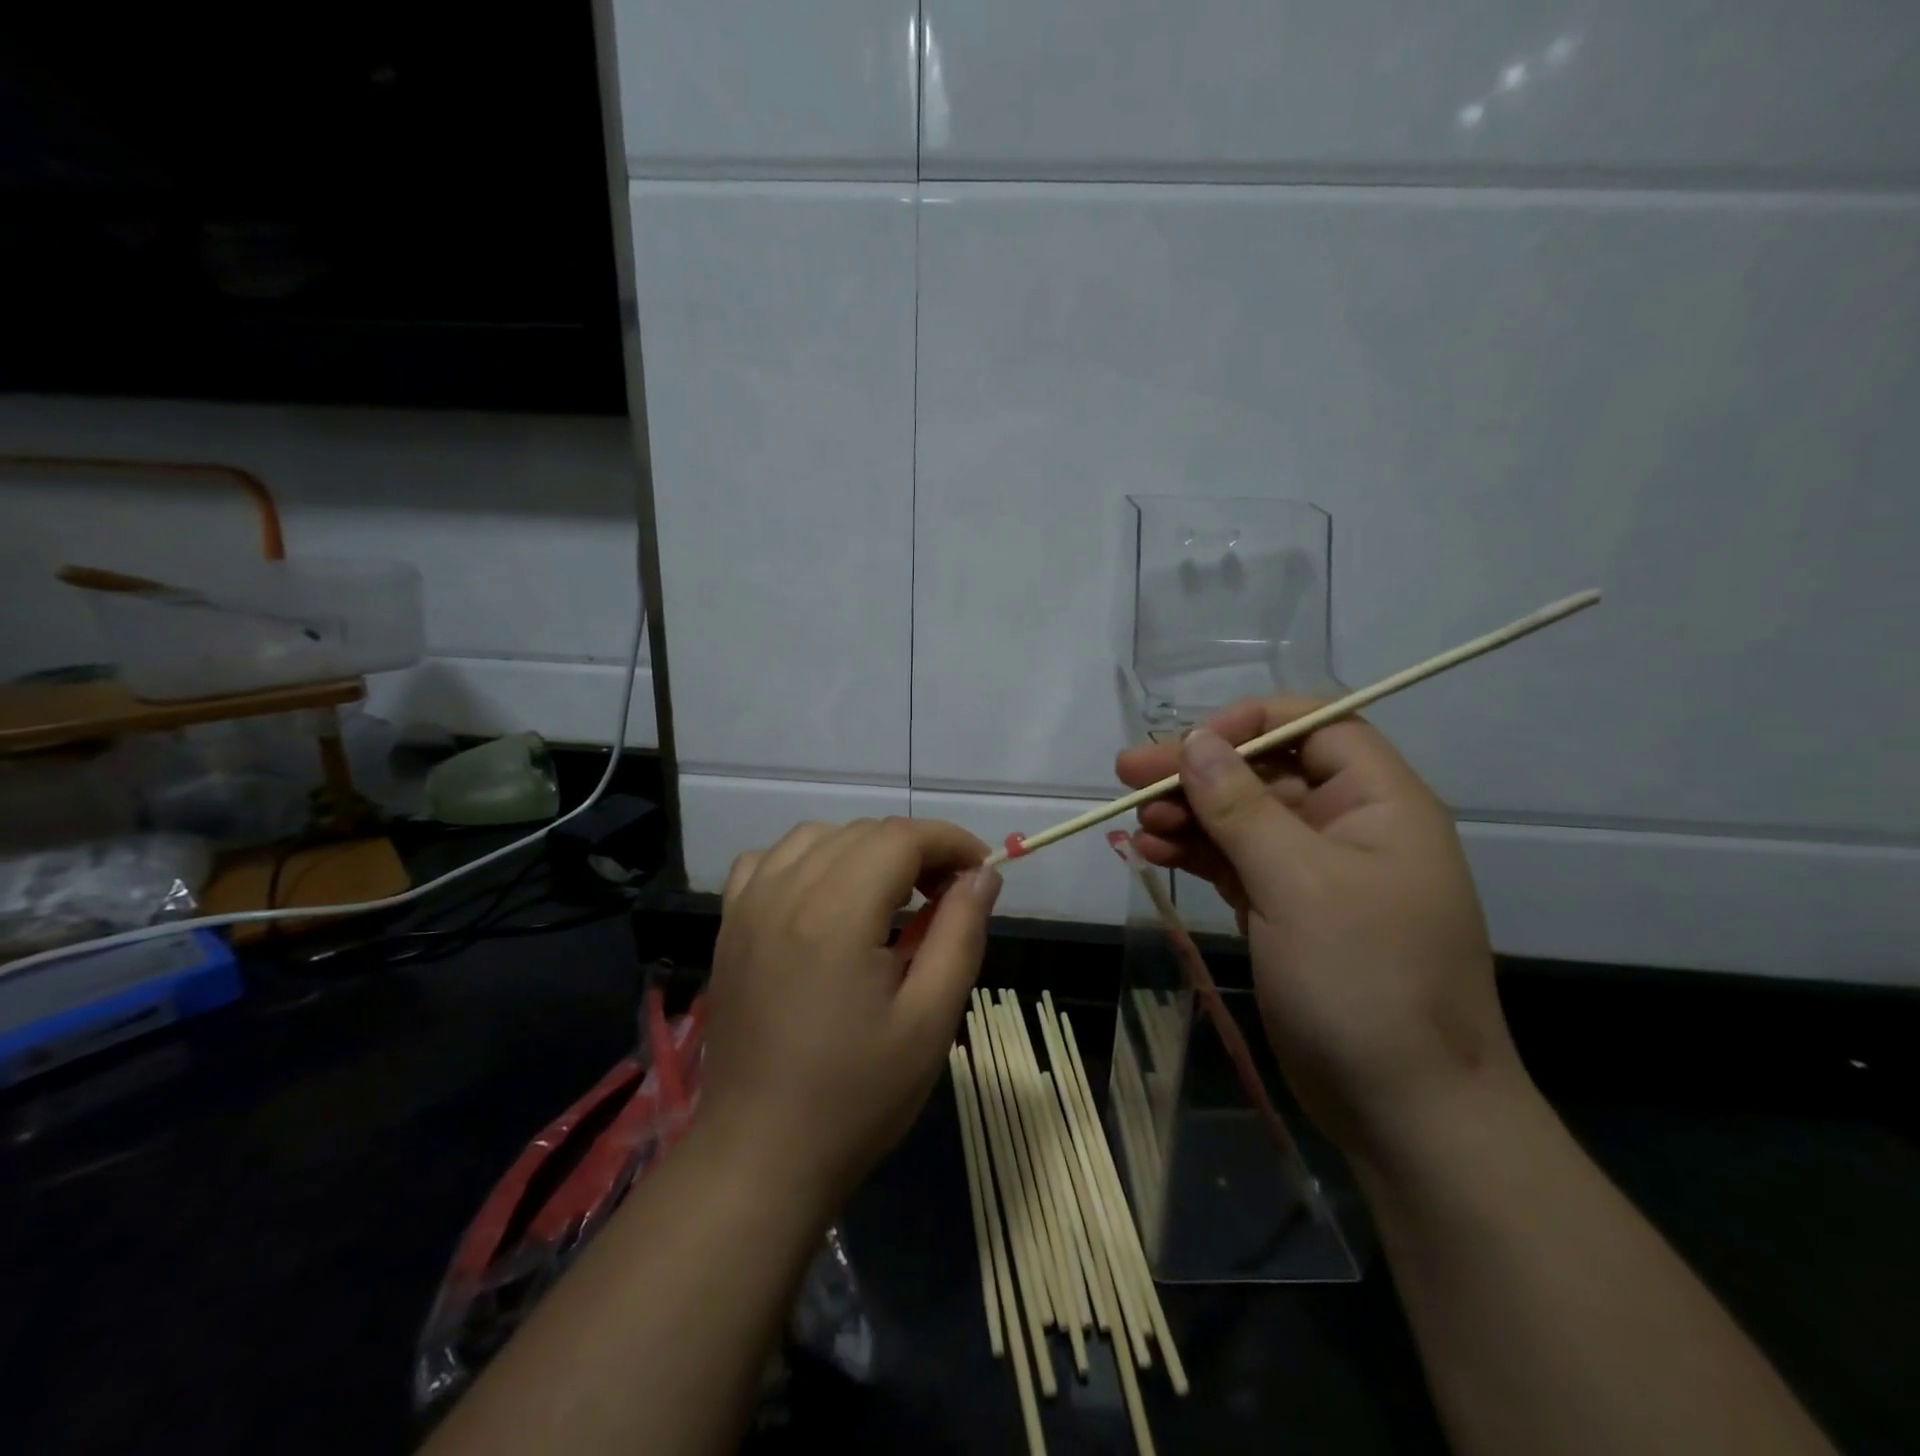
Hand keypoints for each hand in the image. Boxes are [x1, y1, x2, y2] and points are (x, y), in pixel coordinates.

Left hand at [703, 818, 1000, 1205]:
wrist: (761, 1155)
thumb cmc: (857, 1095)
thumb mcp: (930, 1019)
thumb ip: (960, 933)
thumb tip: (984, 874)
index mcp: (837, 913)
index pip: (902, 838)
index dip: (950, 842)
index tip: (979, 871)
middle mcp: (786, 892)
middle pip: (864, 832)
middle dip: (916, 850)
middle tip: (946, 896)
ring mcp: (749, 906)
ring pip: (817, 837)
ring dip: (864, 851)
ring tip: (892, 898)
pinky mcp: (730, 927)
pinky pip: (768, 861)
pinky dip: (807, 861)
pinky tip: (825, 899)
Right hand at [1116, 700, 1525, 1158]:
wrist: (1407, 1112)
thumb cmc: (1366, 982)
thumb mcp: (1300, 884)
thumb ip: (1241, 808)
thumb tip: (1195, 740)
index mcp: (1379, 803)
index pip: (1313, 727)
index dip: (1247, 725)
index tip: (1186, 745)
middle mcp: (1349, 826)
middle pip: (1265, 772)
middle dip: (1198, 771)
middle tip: (1127, 774)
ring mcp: (1316, 872)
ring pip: (1242, 818)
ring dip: (1188, 813)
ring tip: (1137, 825)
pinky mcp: (1287, 911)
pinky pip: (1234, 862)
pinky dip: (1194, 853)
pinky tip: (1153, 853)